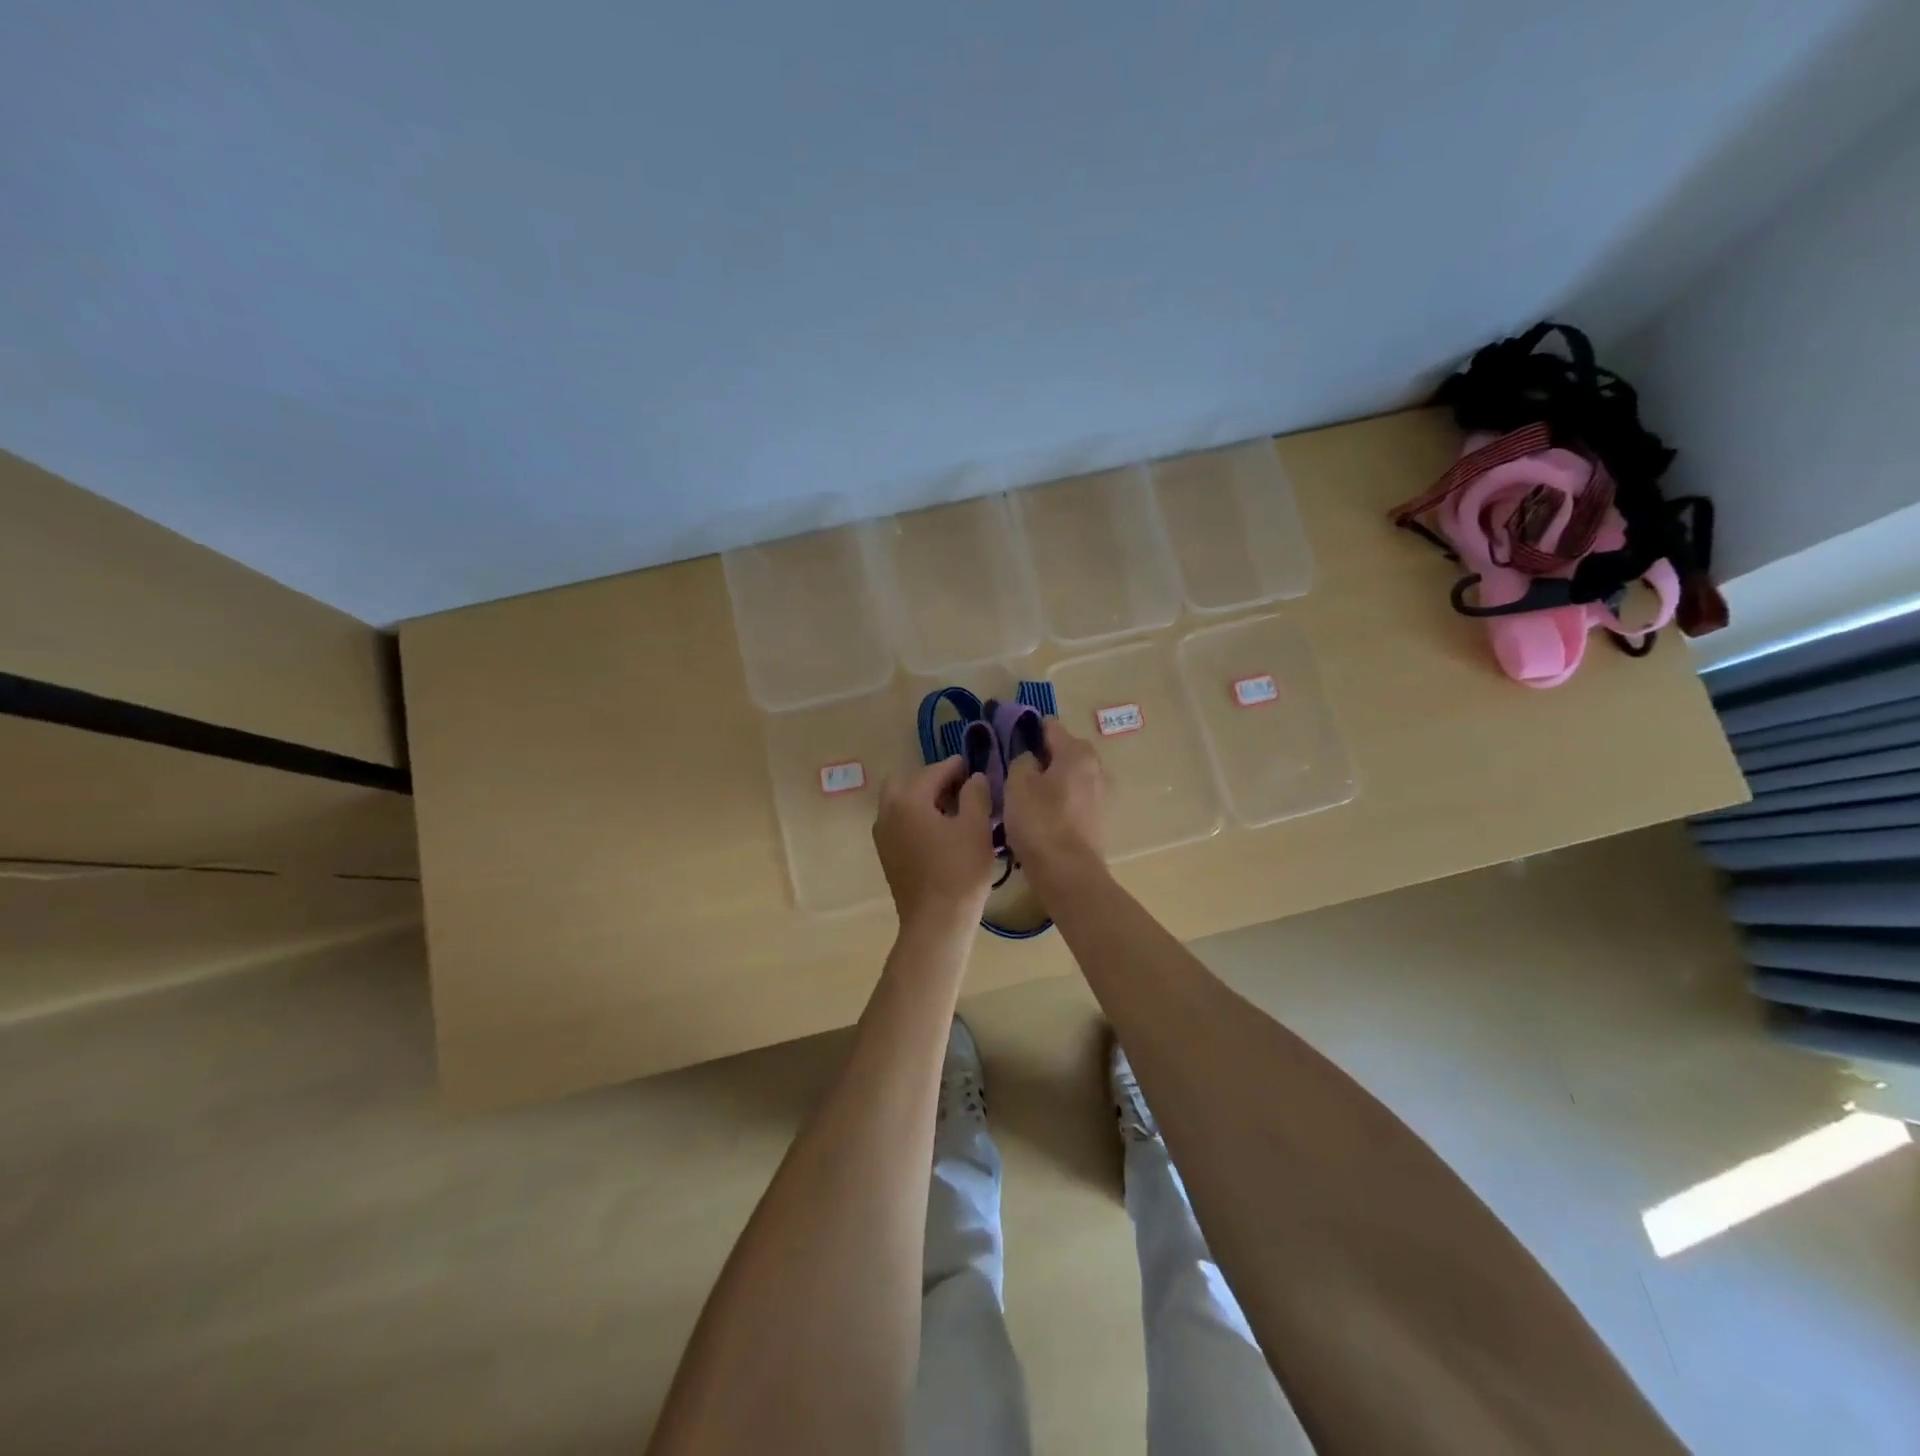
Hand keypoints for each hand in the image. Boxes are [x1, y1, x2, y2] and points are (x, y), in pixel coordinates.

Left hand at [873, 756, 995, 926]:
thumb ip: (976, 794)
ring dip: (924, 801)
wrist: (935, 923)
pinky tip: (941, 834)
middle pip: (908, 784)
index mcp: (908, 799)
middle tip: (960, 791)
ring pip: (901, 804)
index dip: (956, 767)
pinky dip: (917, 820)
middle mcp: (888, 812)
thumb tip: (973, 778)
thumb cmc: (959, 871)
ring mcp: (883, 835)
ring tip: (955, 813)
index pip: (934, 771)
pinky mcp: (887, 855)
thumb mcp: (977, 827)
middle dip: (933, 782)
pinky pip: (900, 824)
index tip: (973, 766)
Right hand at [1004, 720, 1105, 877]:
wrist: (1068, 873)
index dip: (1026, 729)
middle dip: (1040, 756)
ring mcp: (1101, 794)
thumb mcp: (1017, 783)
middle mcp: (1096, 767)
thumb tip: (1029, 757)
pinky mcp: (1098, 818)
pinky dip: (1058, 800)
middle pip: (1063, 751)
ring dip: (1049, 780)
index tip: (1006, 739)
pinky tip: (1040, 815)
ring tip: (1024, 795)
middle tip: (1013, 771)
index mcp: (1077, 751)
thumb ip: (1021, 760)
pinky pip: (1073, 798)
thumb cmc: (1040, 822)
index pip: (1049, 726)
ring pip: (1068, 776)